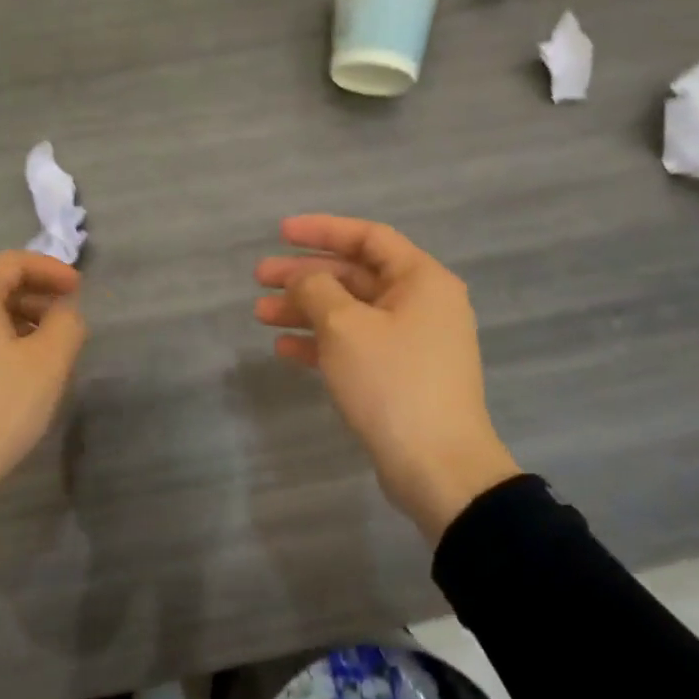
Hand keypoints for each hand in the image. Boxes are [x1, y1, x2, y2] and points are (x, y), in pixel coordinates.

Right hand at [255, 215, 517, 540]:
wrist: (439, 468)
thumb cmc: (393, 383)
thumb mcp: (345, 327)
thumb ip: (316, 289)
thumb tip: (304, 279)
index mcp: (421, 280)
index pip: (368, 237)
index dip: (322, 230)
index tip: (280, 233)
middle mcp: (421, 304)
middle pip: (354, 275)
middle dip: (305, 275)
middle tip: (259, 277)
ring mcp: (411, 342)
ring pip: (350, 313)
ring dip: (305, 310)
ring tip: (260, 314)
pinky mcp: (399, 375)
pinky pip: (355, 346)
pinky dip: (321, 343)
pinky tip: (284, 349)